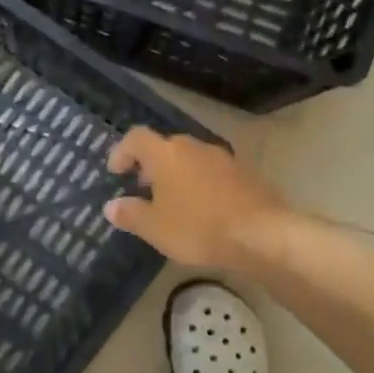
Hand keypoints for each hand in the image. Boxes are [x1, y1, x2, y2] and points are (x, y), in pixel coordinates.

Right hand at [104, 128, 286, 267]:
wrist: (262, 235)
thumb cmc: (198, 227)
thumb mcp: (154, 228)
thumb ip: (129, 214)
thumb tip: (111, 206)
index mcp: (167, 154)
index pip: (136, 138)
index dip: (122, 151)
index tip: (116, 172)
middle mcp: (194, 147)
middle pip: (165, 147)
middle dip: (151, 165)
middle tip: (143, 189)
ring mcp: (223, 158)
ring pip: (191, 159)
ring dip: (177, 175)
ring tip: (173, 203)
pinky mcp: (246, 174)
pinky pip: (213, 173)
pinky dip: (201, 185)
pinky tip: (202, 210)